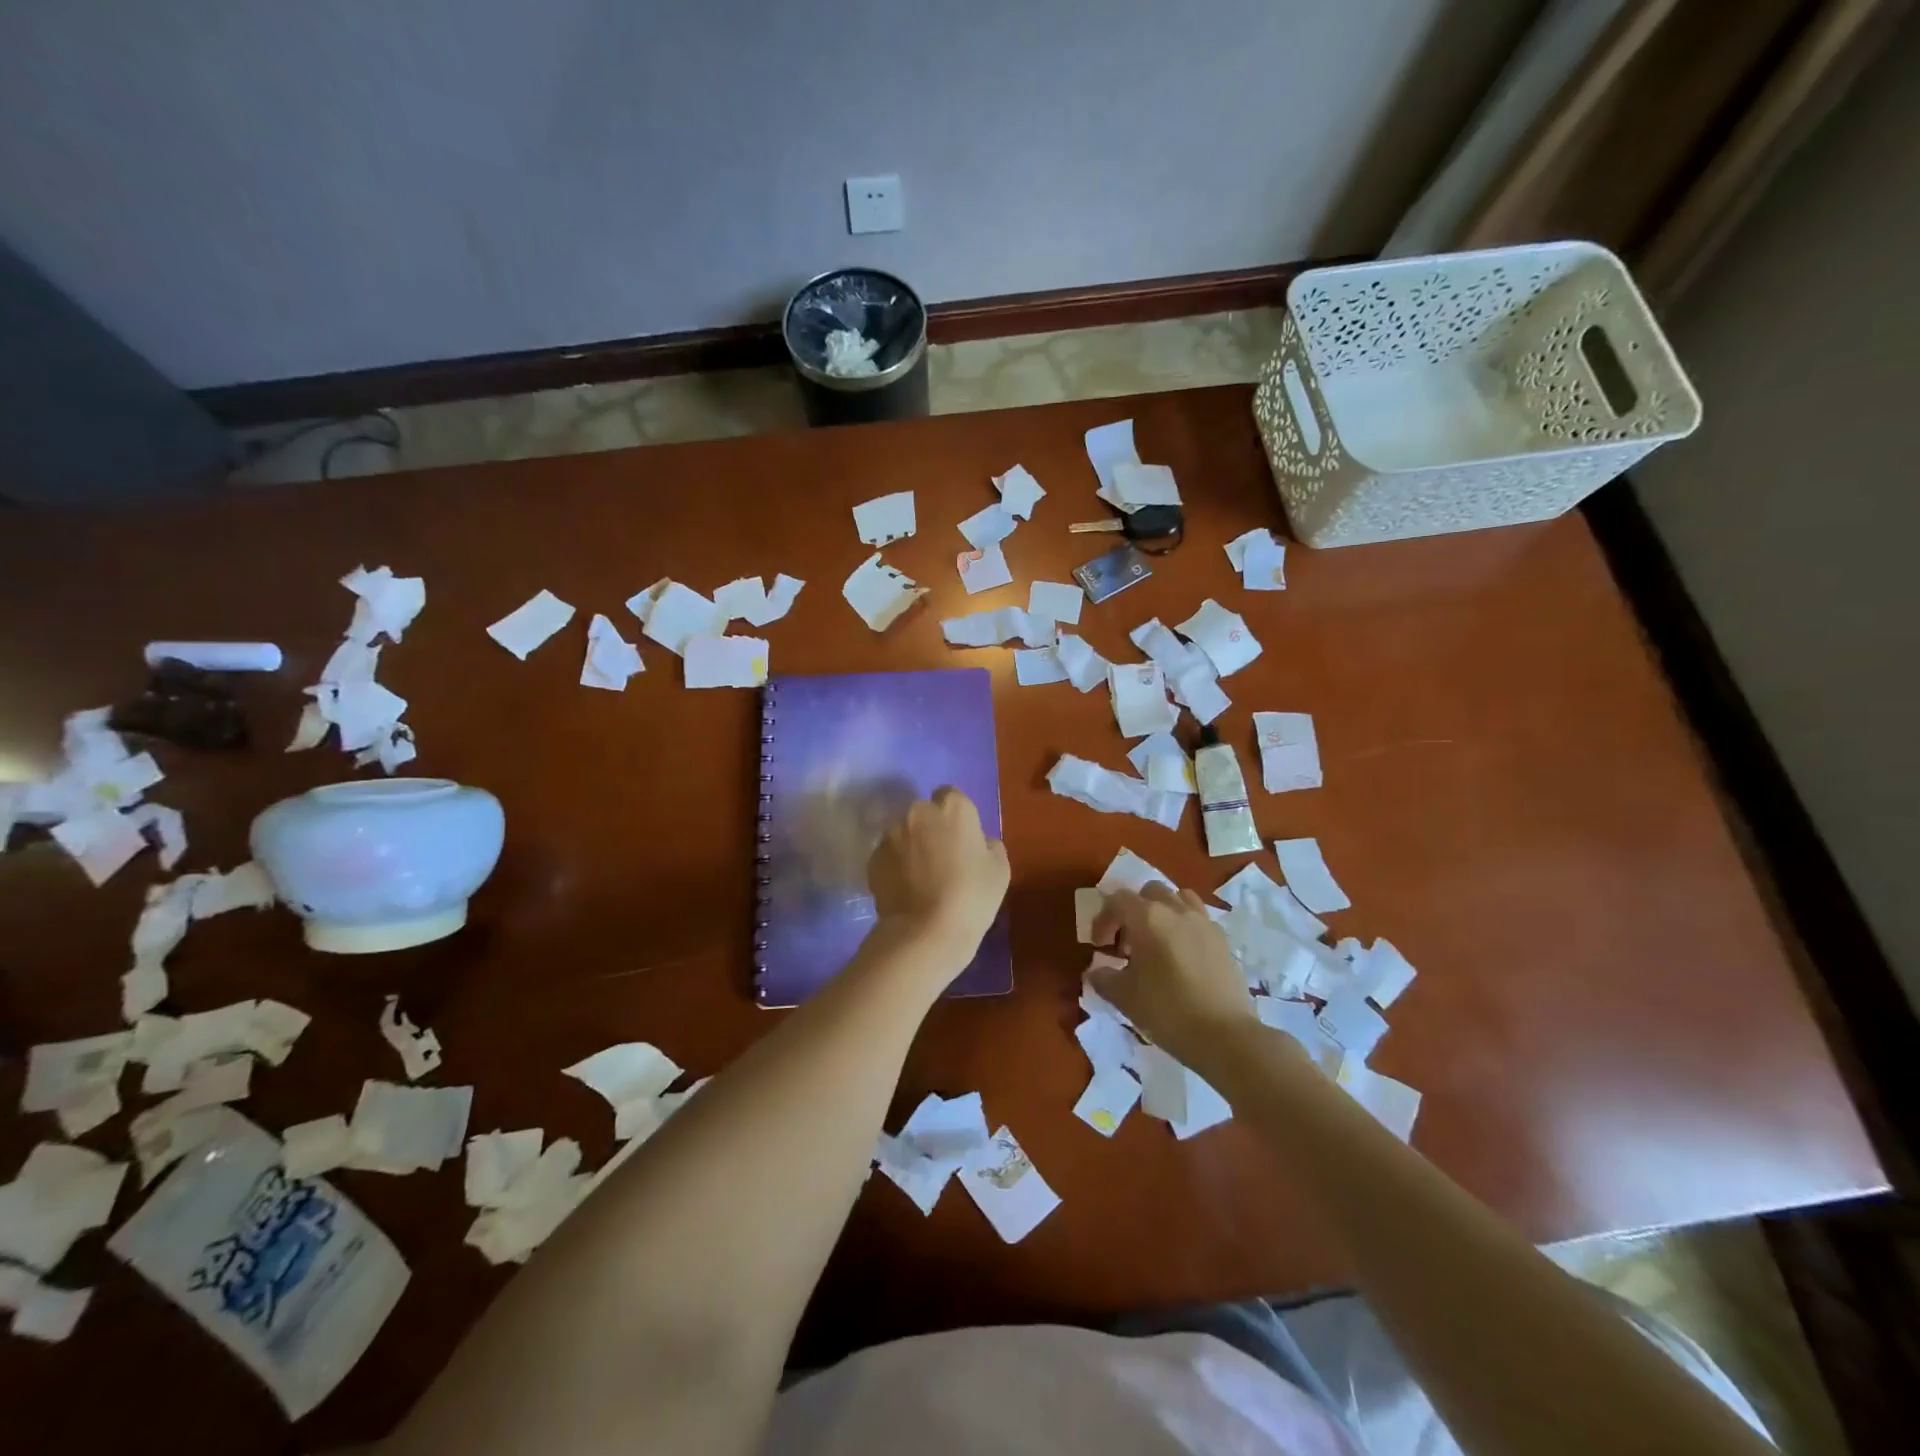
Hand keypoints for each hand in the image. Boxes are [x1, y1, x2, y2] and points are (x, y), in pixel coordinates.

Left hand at [867, 787, 1009, 973]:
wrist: (926, 932)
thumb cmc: (972, 896)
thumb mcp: (1000, 870)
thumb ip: (989, 845)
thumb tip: (979, 842)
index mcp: (953, 808)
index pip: (951, 796)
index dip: (956, 816)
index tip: (960, 838)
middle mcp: (917, 812)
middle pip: (924, 812)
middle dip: (930, 828)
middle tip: (940, 857)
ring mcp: (890, 834)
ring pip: (903, 833)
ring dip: (910, 846)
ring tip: (919, 877)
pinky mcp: (873, 859)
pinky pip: (888, 855)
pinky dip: (895, 866)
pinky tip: (905, 889)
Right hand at [1090, 884, 1256, 1068]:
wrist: (1225, 1036)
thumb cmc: (1167, 1011)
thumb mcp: (1124, 997)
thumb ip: (1104, 978)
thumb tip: (1096, 972)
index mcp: (1148, 917)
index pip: (1117, 900)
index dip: (1103, 919)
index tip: (1099, 945)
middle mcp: (1176, 910)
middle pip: (1149, 892)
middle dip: (1133, 910)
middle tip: (1127, 942)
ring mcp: (1204, 922)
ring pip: (1178, 899)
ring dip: (1162, 912)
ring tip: (1157, 941)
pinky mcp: (1223, 940)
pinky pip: (1199, 919)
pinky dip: (1185, 927)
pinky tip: (1182, 956)